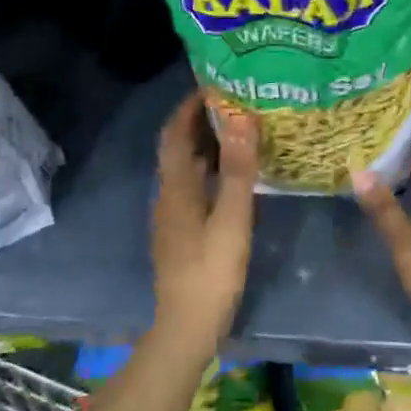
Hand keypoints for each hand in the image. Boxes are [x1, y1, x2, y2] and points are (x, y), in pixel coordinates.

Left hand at [149, 92, 259, 354]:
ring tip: (240, 130)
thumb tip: (242, 119)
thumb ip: (239, 170)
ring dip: (207, 146)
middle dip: (200, 121)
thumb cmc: (211, 272)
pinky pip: (194, 187)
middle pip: (179, 148)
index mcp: (176, 187)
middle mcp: (169, 195)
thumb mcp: (232, 220)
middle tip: (235, 101)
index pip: (175, 133)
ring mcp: (173, 216)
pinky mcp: (182, 232)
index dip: (189, 106)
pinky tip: (235, 175)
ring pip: (187, 168)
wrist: (186, 327)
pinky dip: (211, 170)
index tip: (214, 83)